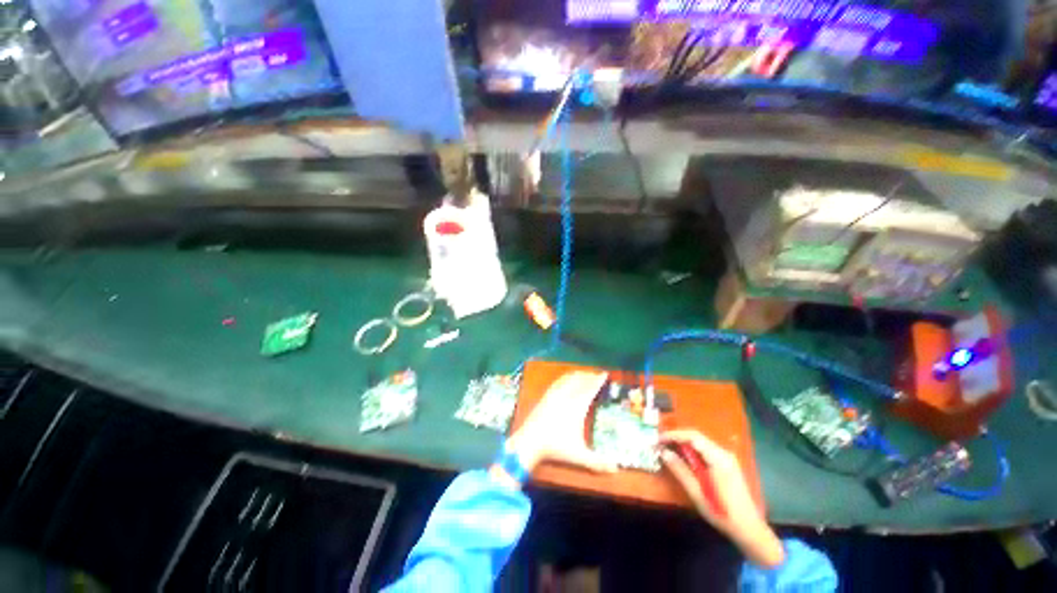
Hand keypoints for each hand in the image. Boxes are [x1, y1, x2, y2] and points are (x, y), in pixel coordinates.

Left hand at [506, 371, 615, 473]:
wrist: (531, 441)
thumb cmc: (555, 447)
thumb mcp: (579, 455)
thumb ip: (597, 462)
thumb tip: (615, 469)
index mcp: (577, 407)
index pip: (591, 389)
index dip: (599, 381)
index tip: (605, 374)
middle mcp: (567, 397)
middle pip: (581, 381)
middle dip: (590, 376)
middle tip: (597, 375)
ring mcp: (555, 395)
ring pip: (569, 379)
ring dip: (578, 375)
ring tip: (584, 374)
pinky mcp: (546, 396)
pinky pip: (558, 381)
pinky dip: (566, 377)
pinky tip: (566, 378)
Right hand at [660, 430, 785, 568]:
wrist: (749, 529)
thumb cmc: (722, 512)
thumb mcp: (697, 493)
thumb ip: (680, 470)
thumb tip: (663, 452)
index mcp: (718, 458)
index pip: (692, 437)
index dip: (673, 435)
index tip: (657, 440)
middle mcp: (723, 453)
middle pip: (696, 437)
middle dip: (676, 438)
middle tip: (660, 445)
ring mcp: (727, 459)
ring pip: (700, 443)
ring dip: (683, 444)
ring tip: (668, 450)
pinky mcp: (727, 465)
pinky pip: (706, 451)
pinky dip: (692, 452)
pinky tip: (684, 459)